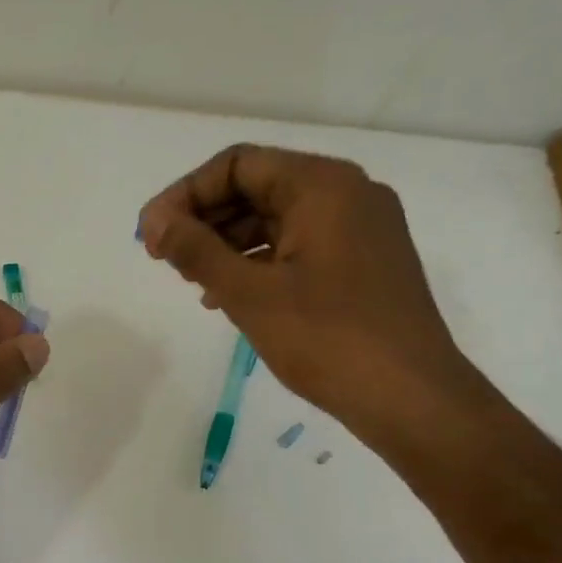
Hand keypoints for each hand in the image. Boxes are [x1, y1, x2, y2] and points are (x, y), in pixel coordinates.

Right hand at [137, 144, 480, 444]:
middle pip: (257, 187)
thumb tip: (155, 222)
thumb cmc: (327, 340)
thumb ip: (197, 251)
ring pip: (275, 219)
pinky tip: (228, 296)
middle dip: (204, 219)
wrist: (410, 398)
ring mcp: (359, 230)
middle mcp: (346, 194)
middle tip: (164, 258)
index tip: (151, 235)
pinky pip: (297, 246)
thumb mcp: (250, 294)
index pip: (237, 165)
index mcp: (322, 186)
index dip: (185, 194)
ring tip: (190, 281)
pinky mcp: (362, 263)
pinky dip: (258, 262)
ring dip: (226, 244)